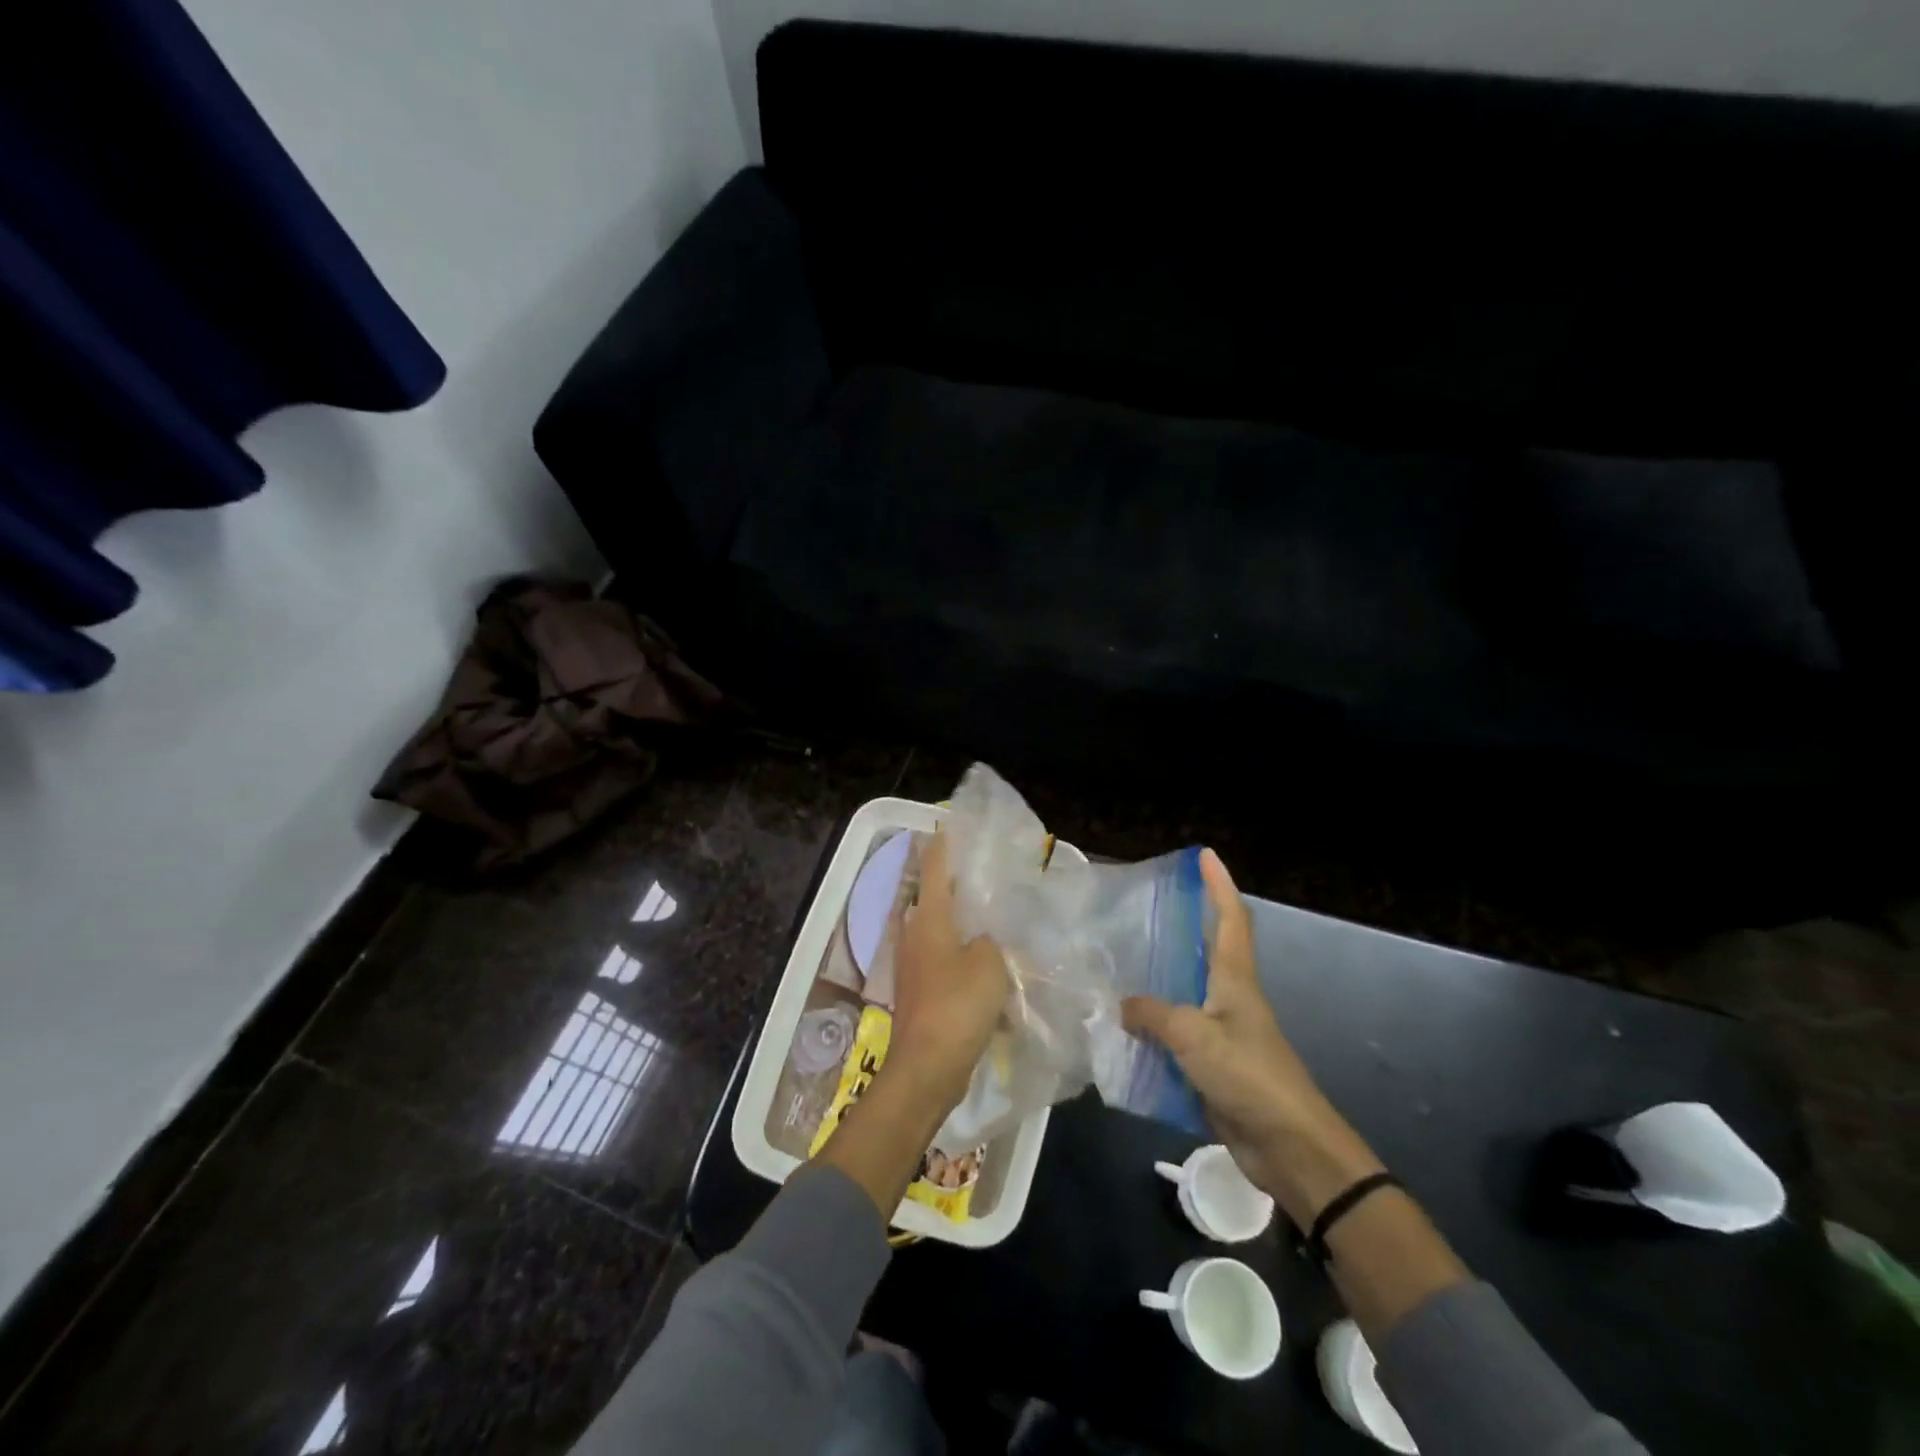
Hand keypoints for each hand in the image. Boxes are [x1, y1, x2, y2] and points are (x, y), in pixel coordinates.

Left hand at [887, 831, 1010, 1115]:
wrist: (927, 1067)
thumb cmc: (957, 1005)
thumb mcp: (990, 963)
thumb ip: (993, 941)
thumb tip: (986, 939)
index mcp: (929, 920)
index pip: (933, 869)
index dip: (942, 845)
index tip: (948, 825)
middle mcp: (914, 936)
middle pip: (931, 899)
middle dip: (951, 884)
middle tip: (980, 873)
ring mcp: (913, 966)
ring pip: (937, 931)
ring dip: (958, 922)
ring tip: (987, 916)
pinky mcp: (920, 992)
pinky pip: (942, 961)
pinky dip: (960, 955)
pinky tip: (984, 964)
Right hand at [1123, 849, 1383, 1228]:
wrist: (1289, 1148)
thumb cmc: (1249, 1076)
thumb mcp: (1195, 1036)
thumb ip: (1154, 1014)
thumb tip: (1123, 1005)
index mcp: (1235, 980)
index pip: (1230, 919)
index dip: (1219, 885)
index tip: (1205, 856)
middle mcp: (1229, 999)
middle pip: (1207, 951)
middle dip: (1181, 928)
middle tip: (1142, 912)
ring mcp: (1221, 1033)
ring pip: (1184, 995)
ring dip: (1157, 982)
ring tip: (1118, 967)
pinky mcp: (1212, 1066)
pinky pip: (1175, 1037)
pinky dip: (1151, 1030)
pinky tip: (1122, 1030)